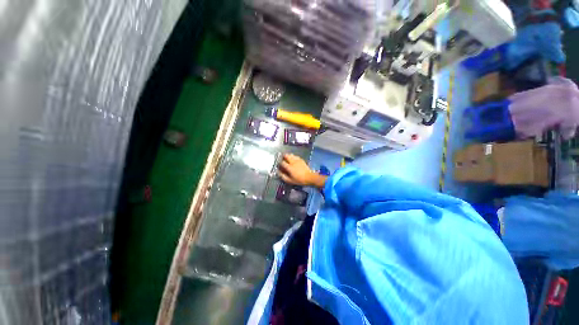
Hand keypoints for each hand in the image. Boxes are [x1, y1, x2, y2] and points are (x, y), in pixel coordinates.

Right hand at [278, 154, 326, 188]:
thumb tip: (278, 173)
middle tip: (282, 158)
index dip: (279, 163)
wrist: (310, 177)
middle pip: (287, 156)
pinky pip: (296, 156)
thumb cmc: (299, 180)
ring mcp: (298, 160)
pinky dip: (293, 156)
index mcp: (289, 167)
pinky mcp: (301, 160)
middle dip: (284, 156)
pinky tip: (293, 158)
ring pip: (291, 155)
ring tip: (287, 157)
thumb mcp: (290, 181)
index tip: (279, 164)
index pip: (282, 162)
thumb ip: (283, 177)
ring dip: (288, 155)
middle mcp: (293, 162)